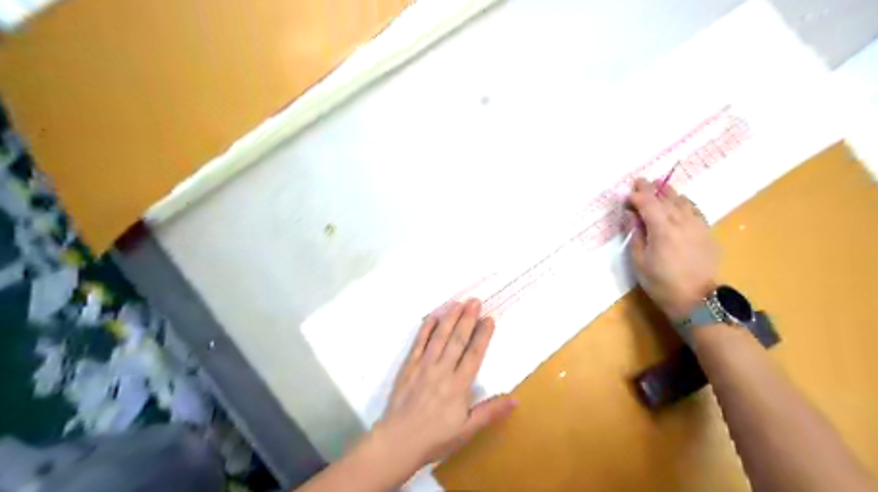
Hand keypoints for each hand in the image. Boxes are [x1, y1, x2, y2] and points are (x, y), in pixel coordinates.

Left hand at [373, 297, 515, 469]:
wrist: (398, 441)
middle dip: (467, 319)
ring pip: (440, 337)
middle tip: (475, 301)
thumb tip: (515, 399)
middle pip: (457, 339)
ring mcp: (424, 366)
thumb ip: (490, 412)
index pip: (474, 354)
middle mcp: (442, 370)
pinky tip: (433, 316)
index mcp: (458, 386)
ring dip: (450, 318)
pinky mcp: (409, 366)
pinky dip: (426, 328)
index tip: (489, 319)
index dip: (483, 335)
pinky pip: (419, 343)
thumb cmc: (435, 438)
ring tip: (458, 303)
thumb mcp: (467, 430)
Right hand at [625, 179, 719, 320]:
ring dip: (669, 193)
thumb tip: (633, 217)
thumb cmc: (661, 283)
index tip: (627, 196)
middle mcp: (681, 222)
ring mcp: (697, 226)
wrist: (696, 299)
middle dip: (651, 189)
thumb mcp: (639, 261)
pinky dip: (685, 204)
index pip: (648, 203)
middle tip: (640, 181)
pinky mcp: (707, 233)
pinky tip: (680, 204)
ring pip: (683, 201)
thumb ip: (636, 235)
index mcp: (662, 230)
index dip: (637, 196)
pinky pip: (695, 211)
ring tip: (660, 187)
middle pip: (665, 198)